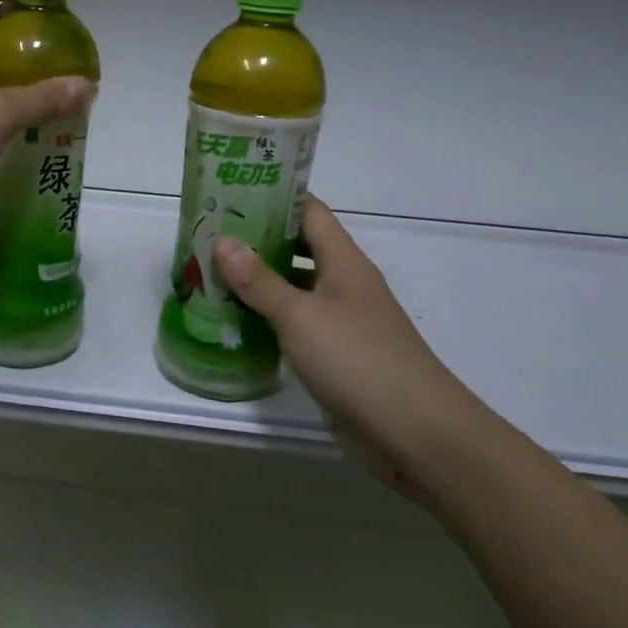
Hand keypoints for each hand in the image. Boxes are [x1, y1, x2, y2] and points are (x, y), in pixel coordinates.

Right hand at [213, 198, 483, 499]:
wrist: (418, 435)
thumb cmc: (359, 361)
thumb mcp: (301, 316)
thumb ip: (260, 280)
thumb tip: (223, 241)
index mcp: (344, 262)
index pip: (309, 211)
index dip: (274, 197)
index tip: (232, 192)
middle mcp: (345, 284)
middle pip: (299, 247)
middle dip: (257, 240)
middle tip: (209, 235)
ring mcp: (343, 321)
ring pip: (296, 287)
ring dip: (259, 281)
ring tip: (211, 273)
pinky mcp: (337, 355)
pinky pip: (297, 324)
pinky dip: (269, 318)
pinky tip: (236, 321)